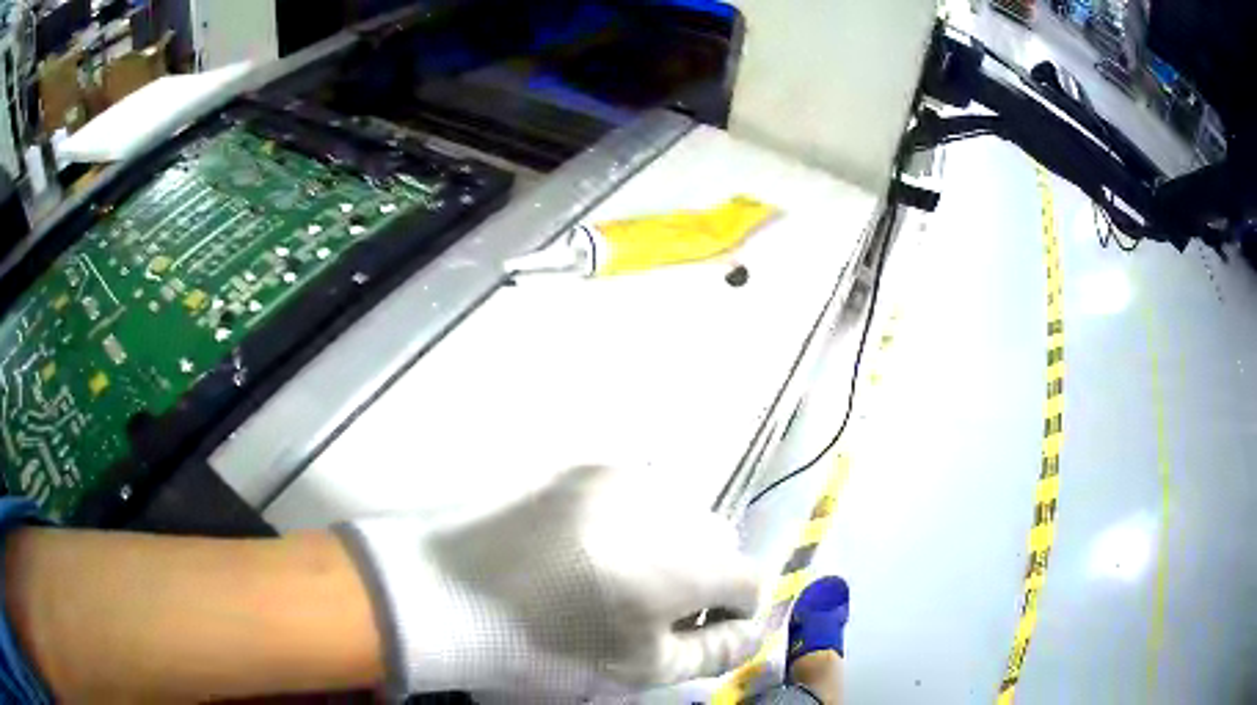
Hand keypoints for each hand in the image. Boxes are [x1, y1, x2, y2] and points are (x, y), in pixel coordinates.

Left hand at [336, 465, 763, 698]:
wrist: (448, 595)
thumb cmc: (544, 647)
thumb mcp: (640, 669)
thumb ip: (714, 650)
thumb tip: (749, 628)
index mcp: (684, 563)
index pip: (750, 579)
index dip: (732, 613)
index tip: (695, 632)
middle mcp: (664, 506)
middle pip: (718, 542)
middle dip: (703, 576)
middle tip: (652, 609)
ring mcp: (621, 478)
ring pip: (679, 513)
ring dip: (669, 545)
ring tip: (616, 577)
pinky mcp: (583, 469)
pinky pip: (635, 493)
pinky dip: (632, 521)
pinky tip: (588, 550)